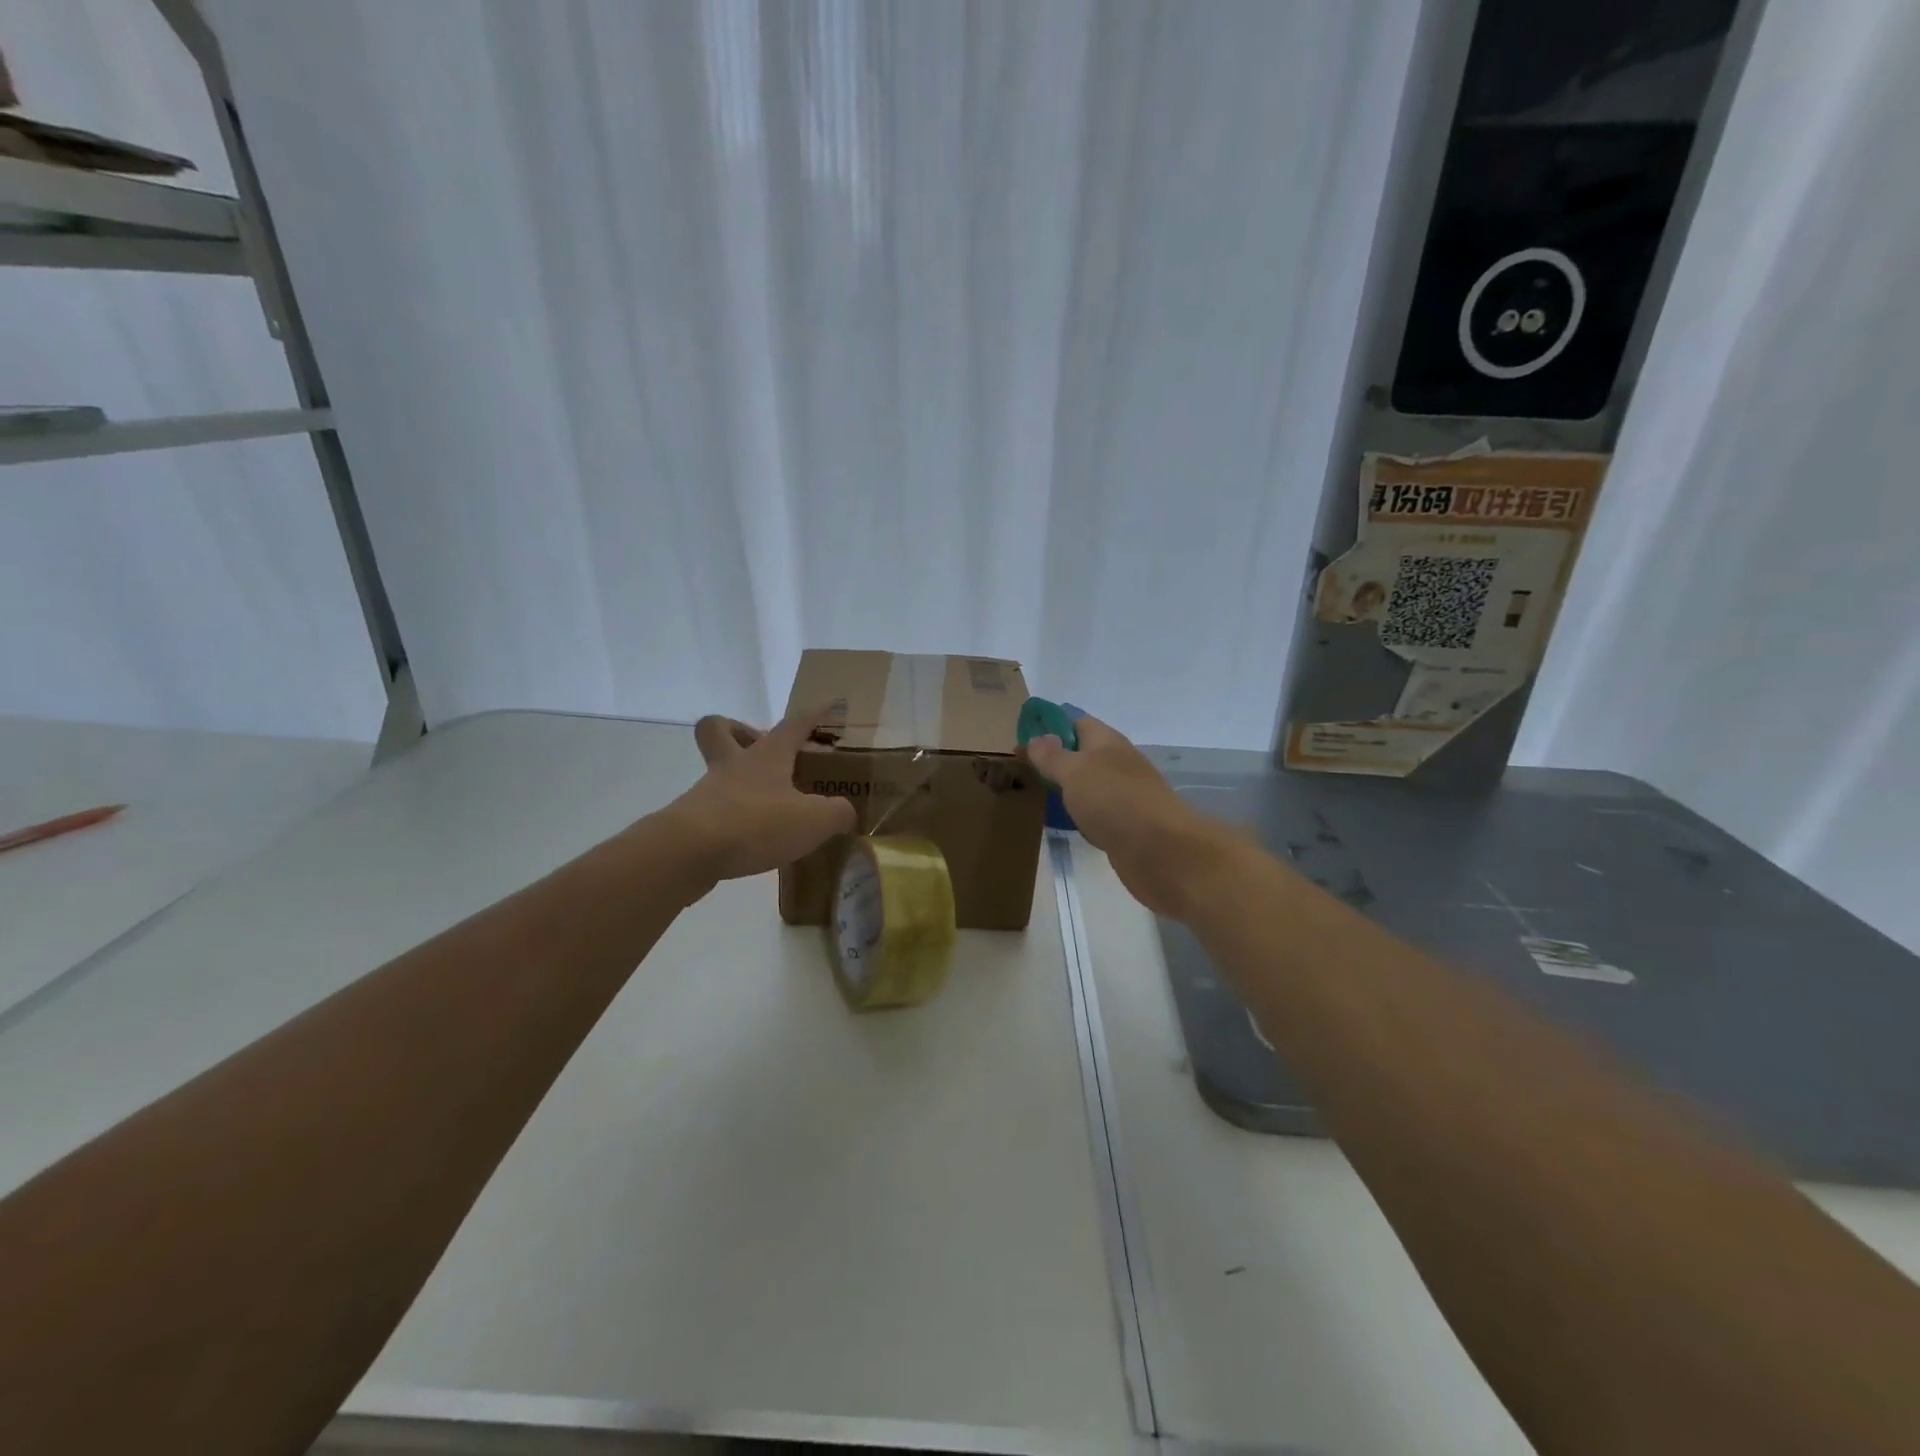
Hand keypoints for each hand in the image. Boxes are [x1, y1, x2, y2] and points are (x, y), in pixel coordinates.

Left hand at [665, 707, 856, 883]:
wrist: (688, 853)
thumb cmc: (755, 823)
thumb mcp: (813, 820)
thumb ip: (837, 812)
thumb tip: (846, 812)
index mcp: (767, 755)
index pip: (795, 723)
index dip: (815, 713)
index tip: (829, 703)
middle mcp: (735, 765)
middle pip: (721, 729)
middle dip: (741, 731)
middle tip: (767, 751)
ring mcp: (710, 791)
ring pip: (718, 770)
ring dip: (741, 779)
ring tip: (770, 803)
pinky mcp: (695, 821)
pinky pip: (716, 808)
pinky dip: (736, 817)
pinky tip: (755, 838)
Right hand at [1024, 715, 1237, 918]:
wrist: (1160, 850)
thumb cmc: (1113, 800)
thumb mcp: (1075, 771)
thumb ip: (1053, 756)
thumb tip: (1037, 737)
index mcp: (1107, 742)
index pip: (1077, 722)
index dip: (1050, 726)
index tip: (1021, 739)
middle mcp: (1118, 764)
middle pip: (1084, 754)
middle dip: (1056, 759)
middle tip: (1022, 770)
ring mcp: (1125, 796)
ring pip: (1090, 785)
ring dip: (1068, 788)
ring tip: (1037, 794)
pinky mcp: (1126, 826)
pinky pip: (1097, 813)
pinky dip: (1080, 815)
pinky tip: (1064, 823)